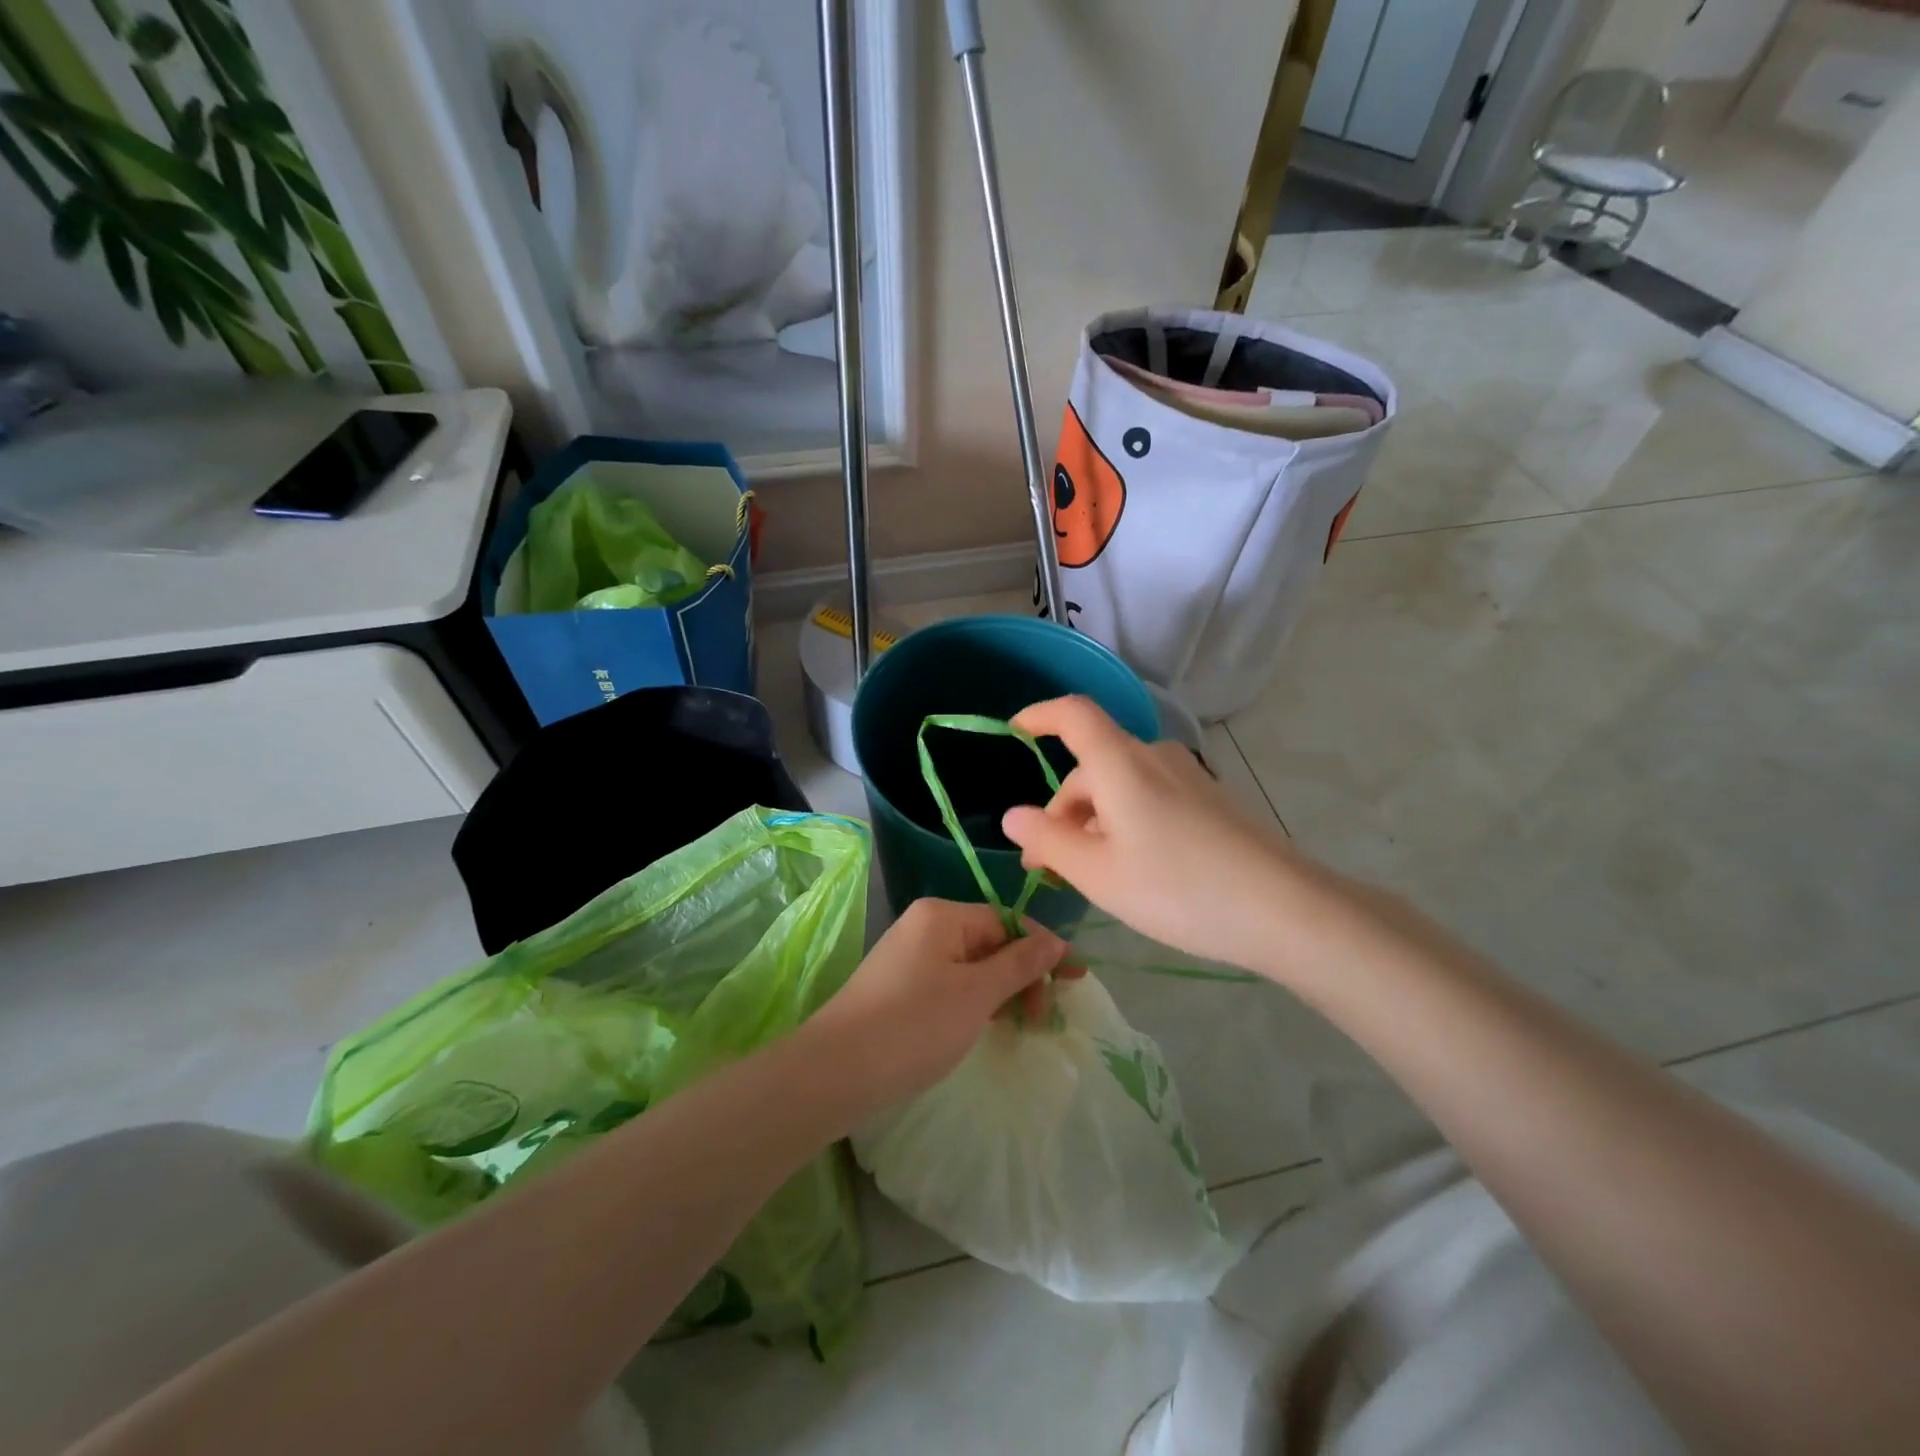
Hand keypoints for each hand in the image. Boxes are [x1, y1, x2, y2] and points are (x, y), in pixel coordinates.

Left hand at [807, 899, 1072, 1111]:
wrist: (836, 1070)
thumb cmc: (915, 1025)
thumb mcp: (977, 994)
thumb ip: (1020, 964)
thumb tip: (1056, 940)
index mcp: (943, 915)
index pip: (1008, 921)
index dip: (1043, 949)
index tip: (1075, 979)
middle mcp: (926, 926)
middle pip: (991, 941)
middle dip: (1023, 974)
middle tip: (1044, 1016)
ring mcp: (910, 956)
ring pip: (973, 966)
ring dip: (1002, 991)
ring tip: (1021, 1025)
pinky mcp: (901, 986)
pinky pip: (952, 983)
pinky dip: (976, 1001)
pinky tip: (988, 1026)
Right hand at [1000, 696, 1309, 974]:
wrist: (1285, 910)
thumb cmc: (1178, 888)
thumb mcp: (1098, 873)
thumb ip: (1048, 841)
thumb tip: (1014, 817)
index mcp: (1121, 763)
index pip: (1073, 714)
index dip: (1040, 715)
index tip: (1014, 732)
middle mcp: (1155, 757)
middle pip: (1093, 766)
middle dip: (1062, 809)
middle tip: (1048, 865)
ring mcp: (1188, 778)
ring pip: (1121, 786)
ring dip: (1094, 821)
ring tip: (1090, 875)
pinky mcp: (1211, 800)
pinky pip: (1151, 798)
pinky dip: (1126, 823)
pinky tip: (1135, 870)